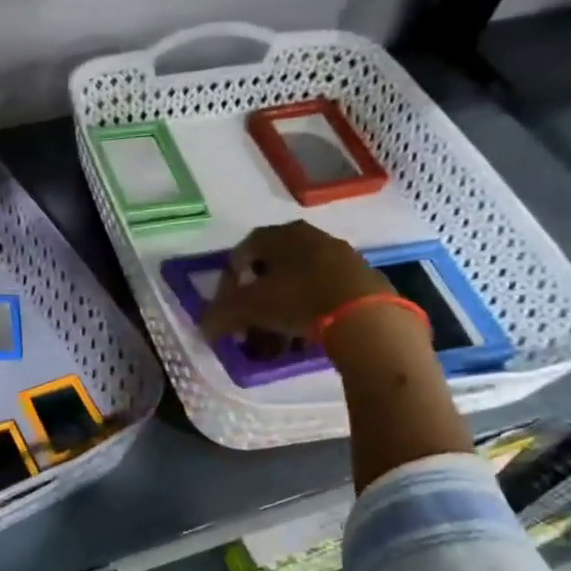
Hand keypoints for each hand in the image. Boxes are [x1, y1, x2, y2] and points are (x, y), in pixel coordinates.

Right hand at [198, 221, 392, 340]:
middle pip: (272, 266)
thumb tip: (205, 327)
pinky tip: (307, 334)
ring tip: (278, 336)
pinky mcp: (362, 278)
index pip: (243, 251)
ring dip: (283, 306)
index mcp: (279, 235)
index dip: (229, 281)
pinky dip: (310, 310)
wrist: (365, 316)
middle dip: (257, 297)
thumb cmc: (298, 300)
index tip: (226, 307)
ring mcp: (340, 255)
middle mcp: (309, 236)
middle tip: (250, 323)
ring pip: (299, 281)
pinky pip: (324, 292)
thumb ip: (220, 315)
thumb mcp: (248, 308)